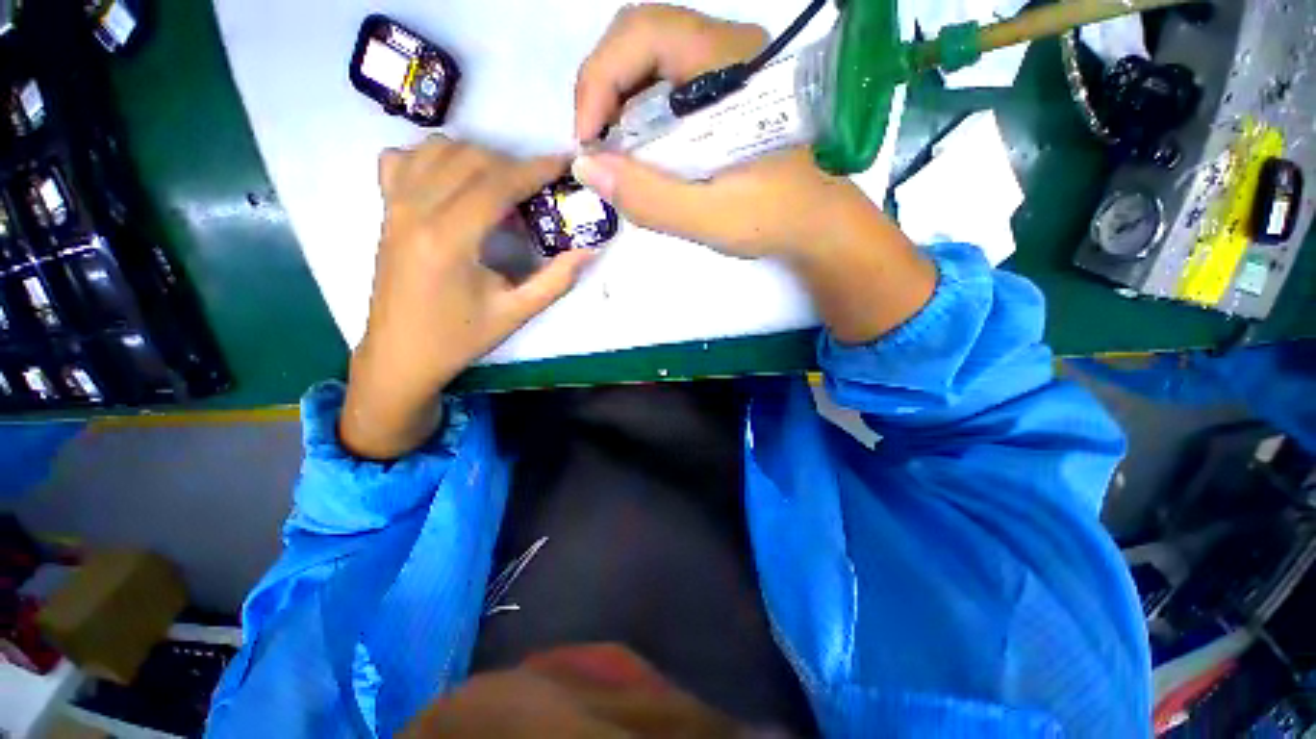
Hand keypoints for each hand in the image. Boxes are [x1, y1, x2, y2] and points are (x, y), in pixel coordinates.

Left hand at [341, 137, 594, 460]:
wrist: (401, 355)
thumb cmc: (460, 337)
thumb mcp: (516, 313)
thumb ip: (556, 280)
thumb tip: (590, 250)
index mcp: (448, 239)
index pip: (497, 184)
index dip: (535, 169)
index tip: (563, 162)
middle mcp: (415, 211)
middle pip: (469, 159)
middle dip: (512, 164)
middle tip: (539, 187)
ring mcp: (393, 207)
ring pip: (436, 150)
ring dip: (477, 157)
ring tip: (503, 185)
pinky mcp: (384, 211)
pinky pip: (403, 160)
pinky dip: (433, 157)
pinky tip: (454, 181)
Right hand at [572, 4, 936, 343]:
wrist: (817, 224)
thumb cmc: (774, 219)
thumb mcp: (710, 217)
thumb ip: (650, 197)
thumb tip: (587, 167)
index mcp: (733, 65)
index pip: (645, 33)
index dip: (600, 77)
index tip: (588, 140)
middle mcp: (729, 49)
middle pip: (642, 38)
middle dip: (603, 89)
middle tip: (596, 147)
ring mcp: (728, 68)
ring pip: (651, 60)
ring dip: (619, 101)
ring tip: (614, 153)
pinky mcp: (725, 91)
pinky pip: (667, 83)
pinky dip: (640, 112)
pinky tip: (641, 150)